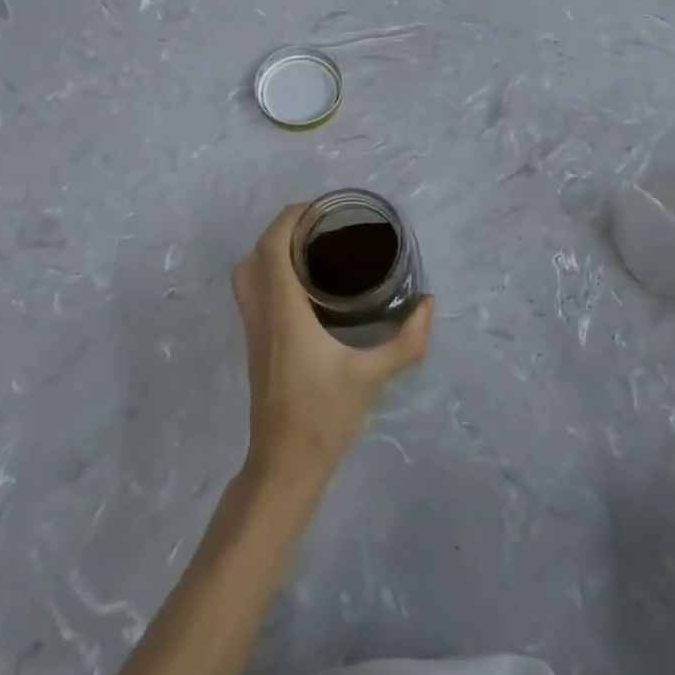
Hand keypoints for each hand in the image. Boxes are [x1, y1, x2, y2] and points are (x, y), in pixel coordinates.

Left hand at [233, 205, 433, 481]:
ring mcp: (252, 329)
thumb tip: (428, 303)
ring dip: (269, 249)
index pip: (272, 247)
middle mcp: (262, 312)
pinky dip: (266, 271)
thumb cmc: (324, 417)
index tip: (319, 209)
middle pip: (255, 253)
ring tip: (306, 248)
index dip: (290, 218)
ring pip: (246, 273)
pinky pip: (250, 291)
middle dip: (281, 228)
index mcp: (284, 310)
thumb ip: (406, 340)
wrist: (284, 465)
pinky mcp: (253, 343)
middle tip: (319, 226)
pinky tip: (300, 285)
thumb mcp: (372, 377)